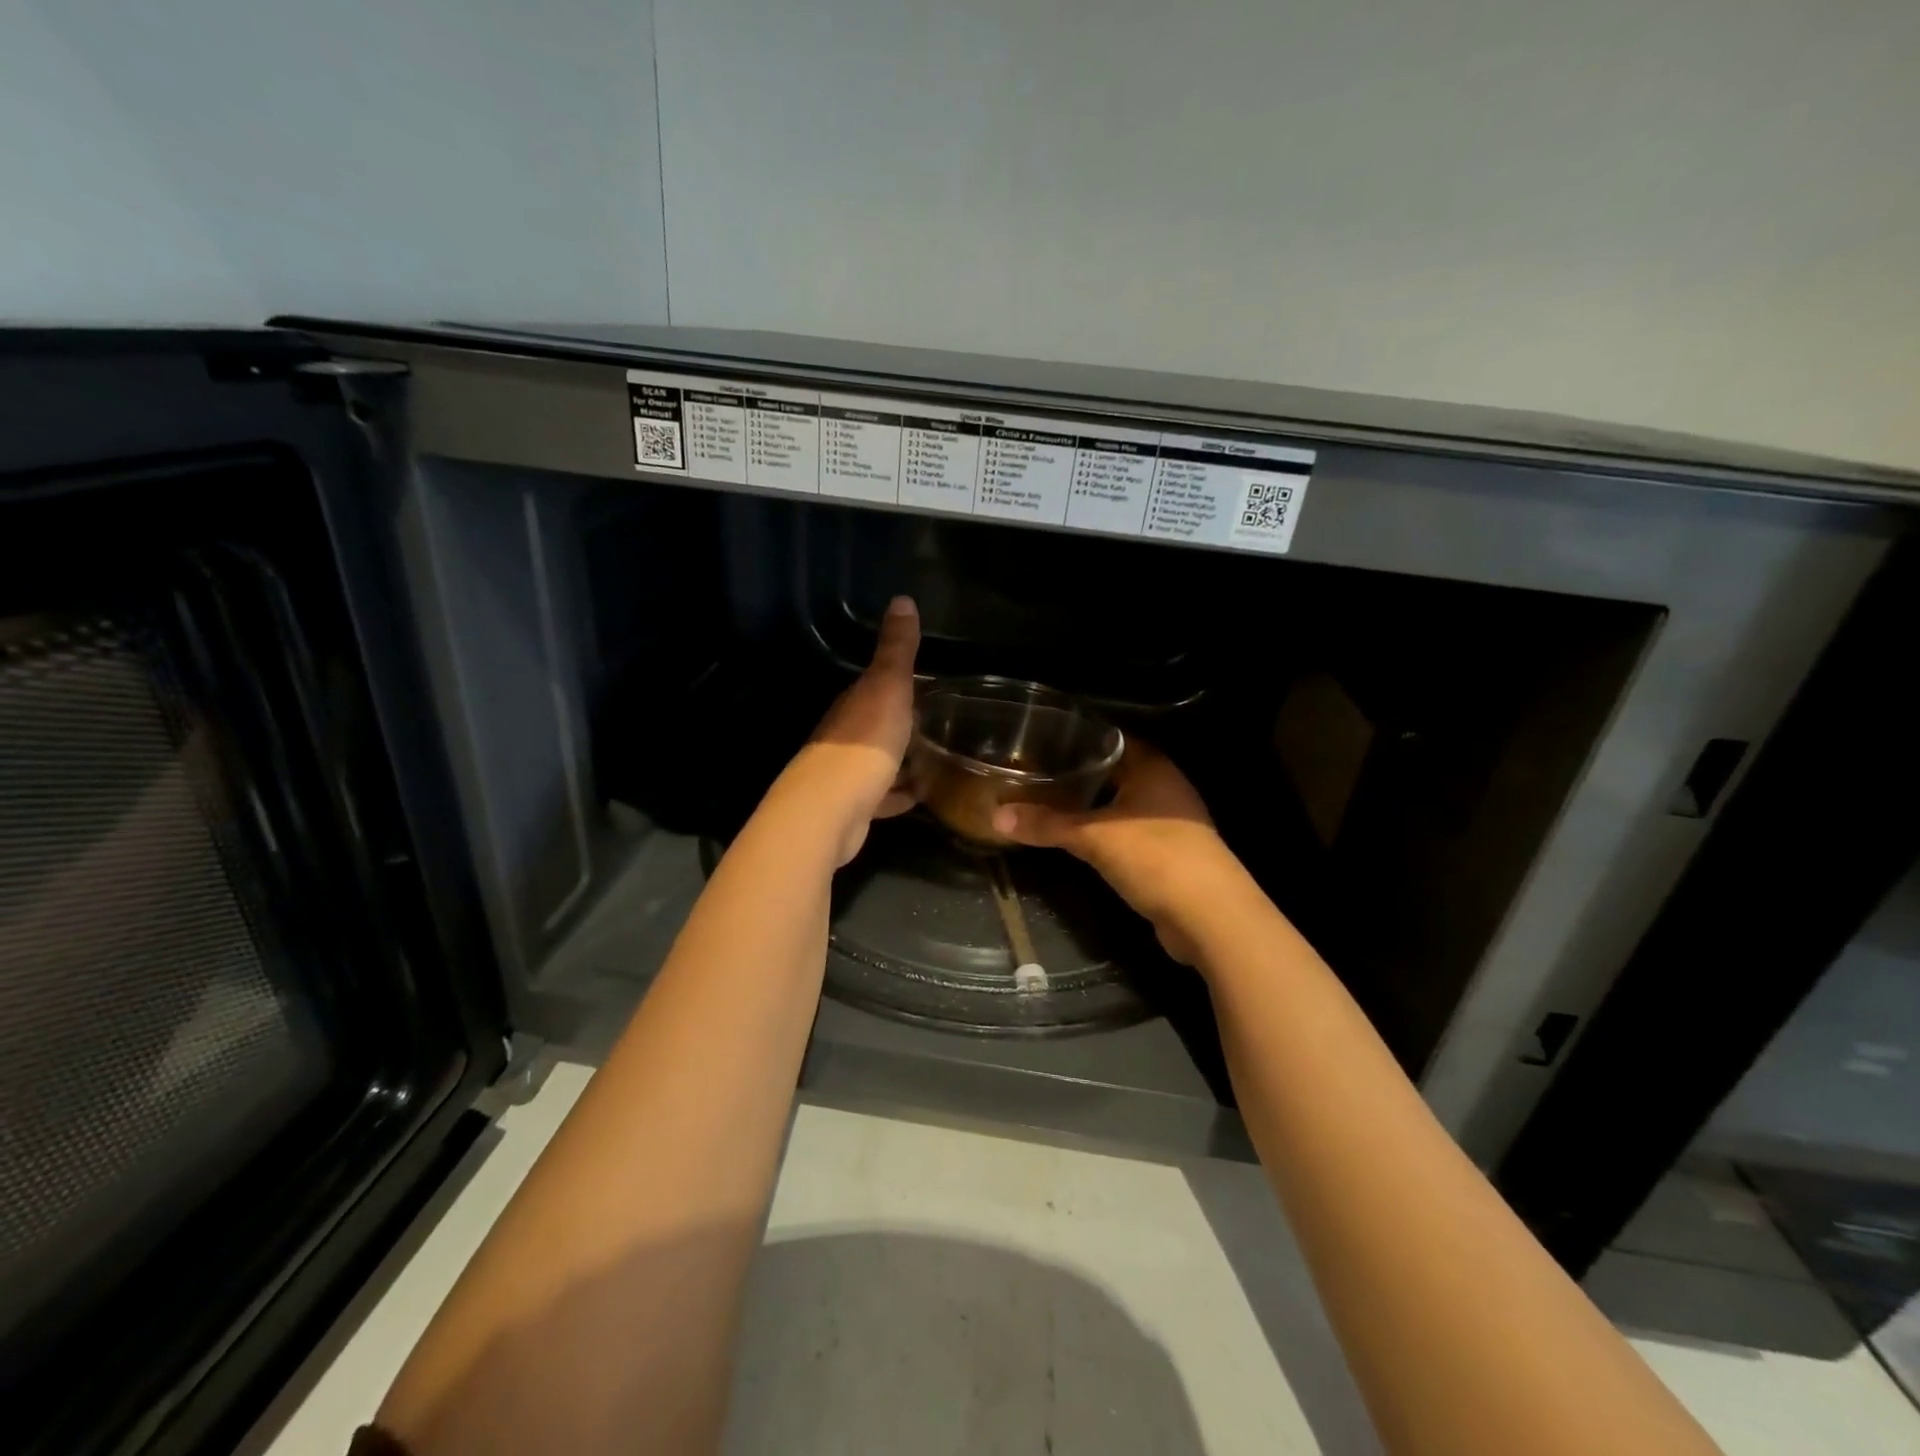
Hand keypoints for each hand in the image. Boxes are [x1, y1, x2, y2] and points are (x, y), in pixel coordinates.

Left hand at [778, 596, 920, 865]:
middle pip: (876, 723)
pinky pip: (883, 796)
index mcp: (853, 704)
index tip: (928, 683)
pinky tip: (921, 796)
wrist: (830, 809)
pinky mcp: (855, 807)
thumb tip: (901, 598)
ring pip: (879, 760)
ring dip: (902, 758)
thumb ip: (896, 649)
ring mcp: (847, 773)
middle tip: (939, 721)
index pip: (874, 685)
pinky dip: (899, 794)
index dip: (898, 682)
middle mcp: (845, 735)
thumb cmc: (864, 742)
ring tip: (937, 758)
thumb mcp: (887, 687)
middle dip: (902, 722)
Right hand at [991, 742, 1243, 964]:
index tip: (1042, 742)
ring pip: (1122, 804)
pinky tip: (1079, 840)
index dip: (1079, 740)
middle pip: (1115, 772)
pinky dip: (1106, 833)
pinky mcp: (1170, 854)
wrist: (1210, 917)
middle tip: (1037, 774)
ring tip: (1049, 804)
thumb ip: (1046, 824)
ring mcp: (1171, 821)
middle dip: (1079, 775)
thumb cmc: (1155, 857)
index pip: (1110, 740)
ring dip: (1092, 807)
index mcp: (1152, 767)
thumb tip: (996, 816)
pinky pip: (1129, 833)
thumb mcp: (1093, 837)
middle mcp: (1165, 786)